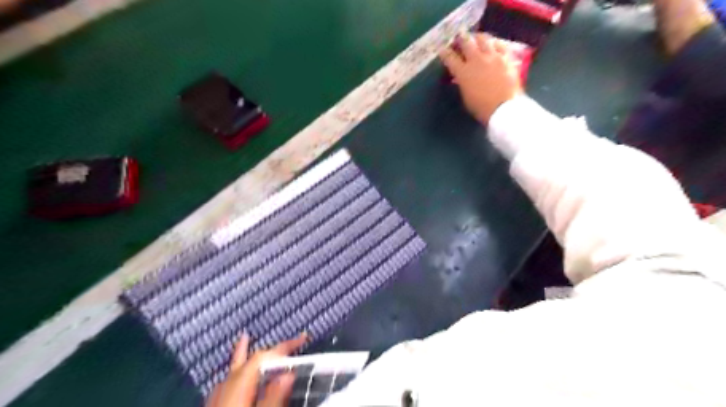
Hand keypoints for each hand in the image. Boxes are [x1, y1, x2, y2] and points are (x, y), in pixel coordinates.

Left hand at [206, 333, 307, 406]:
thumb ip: (272, 399)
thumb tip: (288, 374)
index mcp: (239, 386)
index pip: (262, 358)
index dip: (284, 347)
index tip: (303, 339)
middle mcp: (226, 386)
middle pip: (249, 360)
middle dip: (270, 351)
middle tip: (291, 343)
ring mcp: (217, 397)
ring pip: (233, 369)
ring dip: (245, 355)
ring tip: (245, 338)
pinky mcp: (214, 406)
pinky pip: (226, 381)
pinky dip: (233, 371)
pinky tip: (230, 375)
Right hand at [436, 32, 521, 123]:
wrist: (504, 108)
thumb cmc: (481, 108)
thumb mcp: (466, 96)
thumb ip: (463, 83)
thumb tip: (461, 77)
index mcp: (463, 72)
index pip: (450, 58)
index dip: (444, 52)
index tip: (442, 48)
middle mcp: (476, 60)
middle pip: (466, 42)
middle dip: (460, 38)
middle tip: (459, 37)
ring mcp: (493, 56)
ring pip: (483, 38)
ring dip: (477, 37)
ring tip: (476, 38)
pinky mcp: (506, 57)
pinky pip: (500, 44)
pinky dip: (494, 43)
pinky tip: (494, 44)